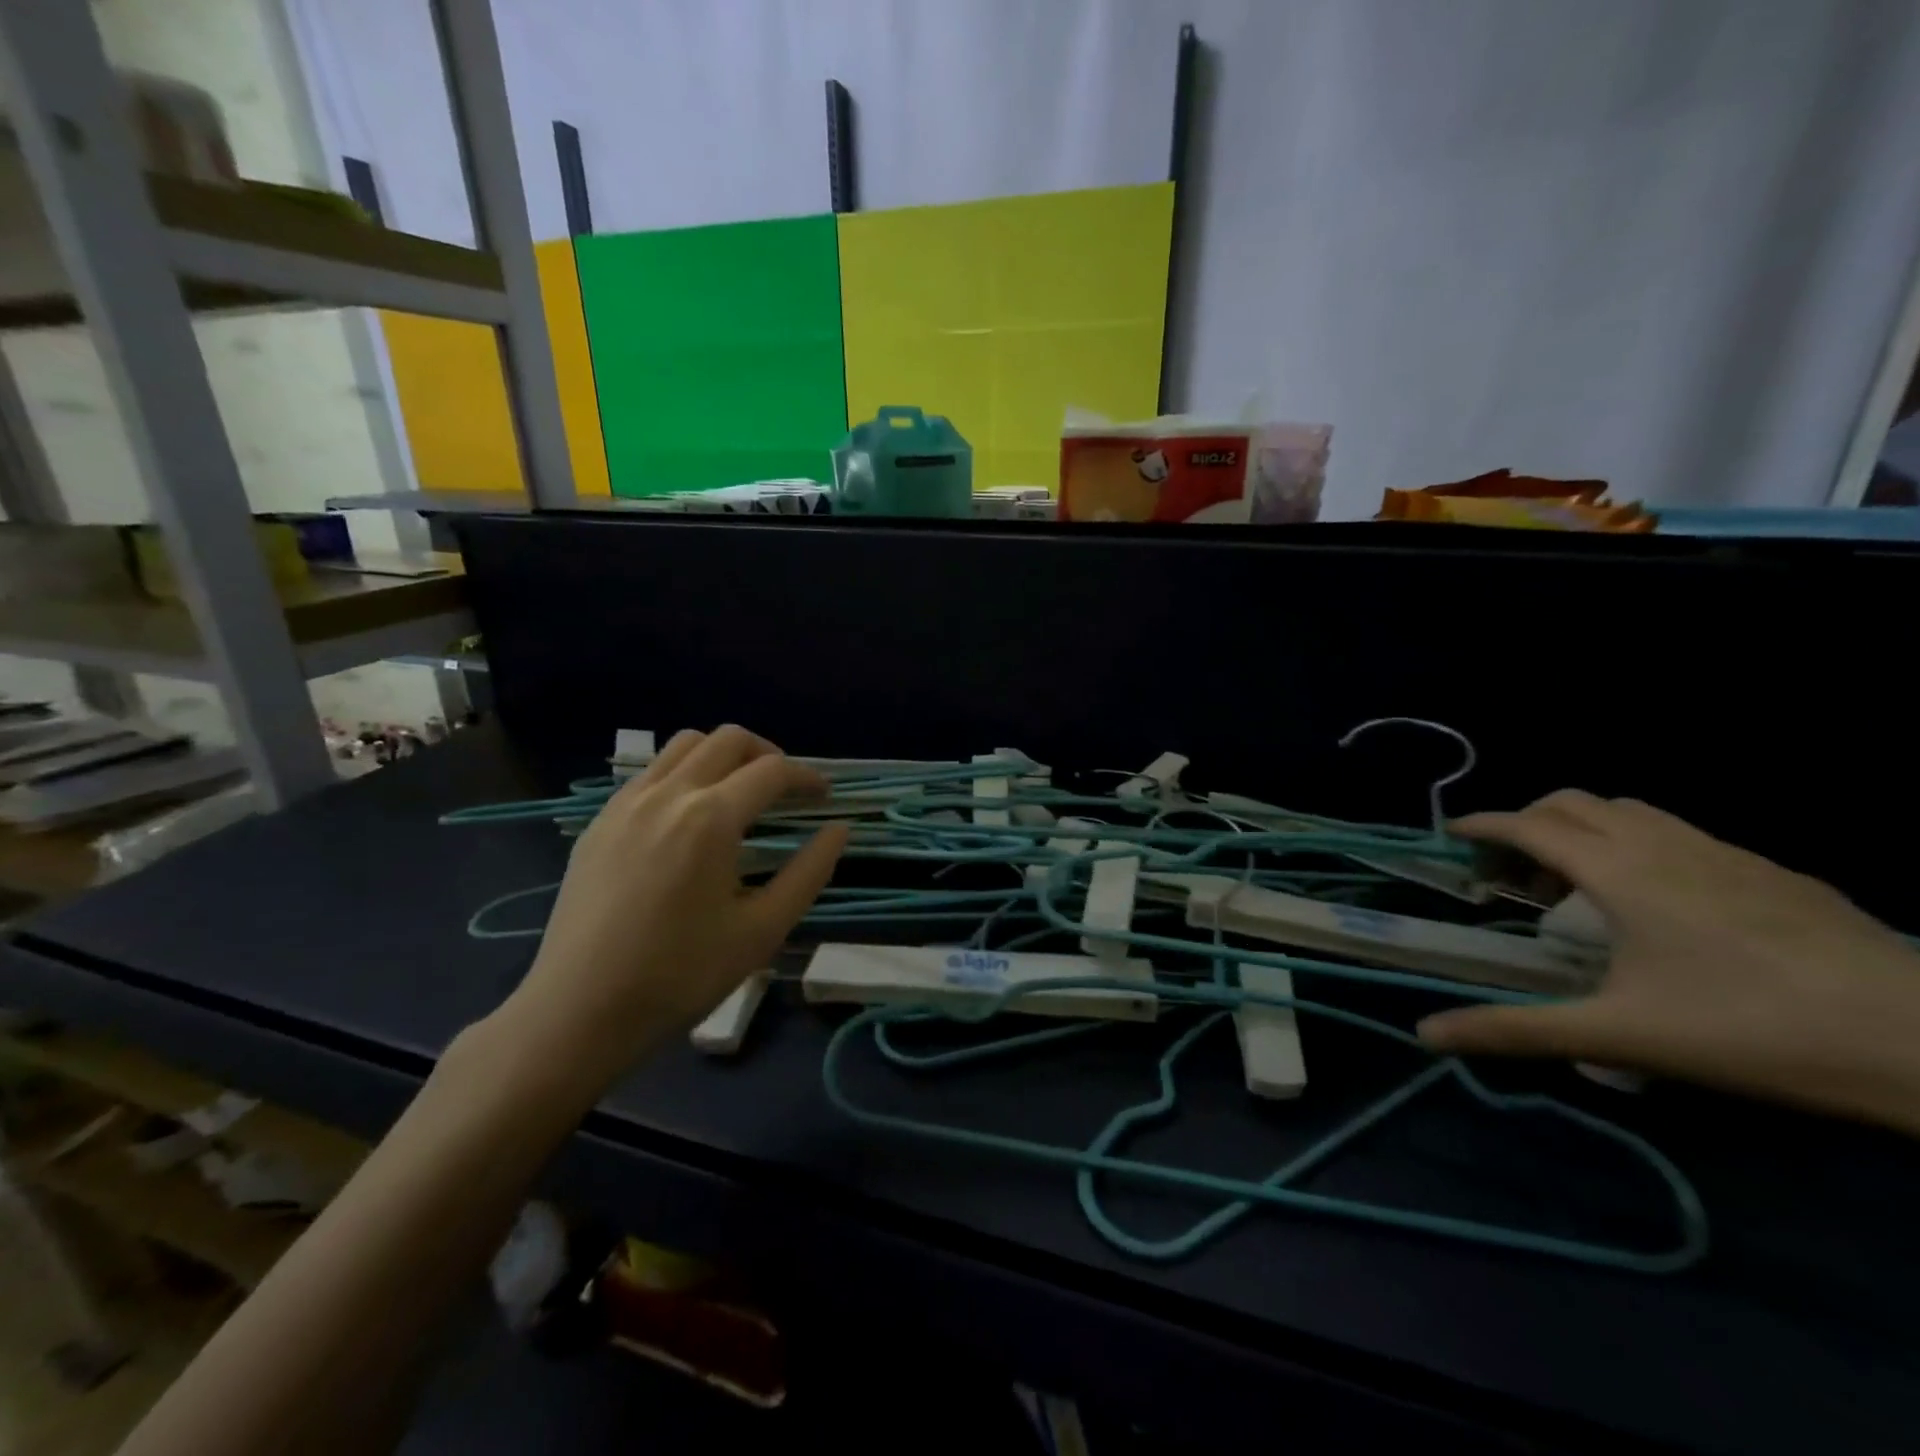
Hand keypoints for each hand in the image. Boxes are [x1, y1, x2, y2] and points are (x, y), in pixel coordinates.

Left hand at [497, 726, 847, 1090]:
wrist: (579, 1012)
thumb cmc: (681, 975)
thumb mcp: (762, 930)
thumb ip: (809, 872)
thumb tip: (839, 830)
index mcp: (710, 818)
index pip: (772, 771)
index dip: (806, 777)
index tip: (824, 796)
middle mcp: (667, 794)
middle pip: (728, 739)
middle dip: (767, 754)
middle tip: (785, 790)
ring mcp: (626, 803)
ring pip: (684, 745)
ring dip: (722, 756)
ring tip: (738, 794)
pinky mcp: (599, 822)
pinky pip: (649, 772)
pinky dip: (683, 774)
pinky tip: (688, 819)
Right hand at [1418, 791, 1919, 1134]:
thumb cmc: (1751, 1030)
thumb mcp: (1618, 1036)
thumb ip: (1516, 1030)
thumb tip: (1425, 1034)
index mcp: (1618, 871)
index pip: (1529, 825)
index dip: (1483, 824)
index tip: (1452, 836)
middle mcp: (1664, 845)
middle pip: (1574, 801)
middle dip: (1528, 822)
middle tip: (1513, 873)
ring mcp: (1726, 852)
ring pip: (1631, 809)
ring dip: (1585, 828)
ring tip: (1579, 884)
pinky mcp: (1774, 871)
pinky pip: (1680, 833)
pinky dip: (1639, 844)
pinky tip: (1661, 902)